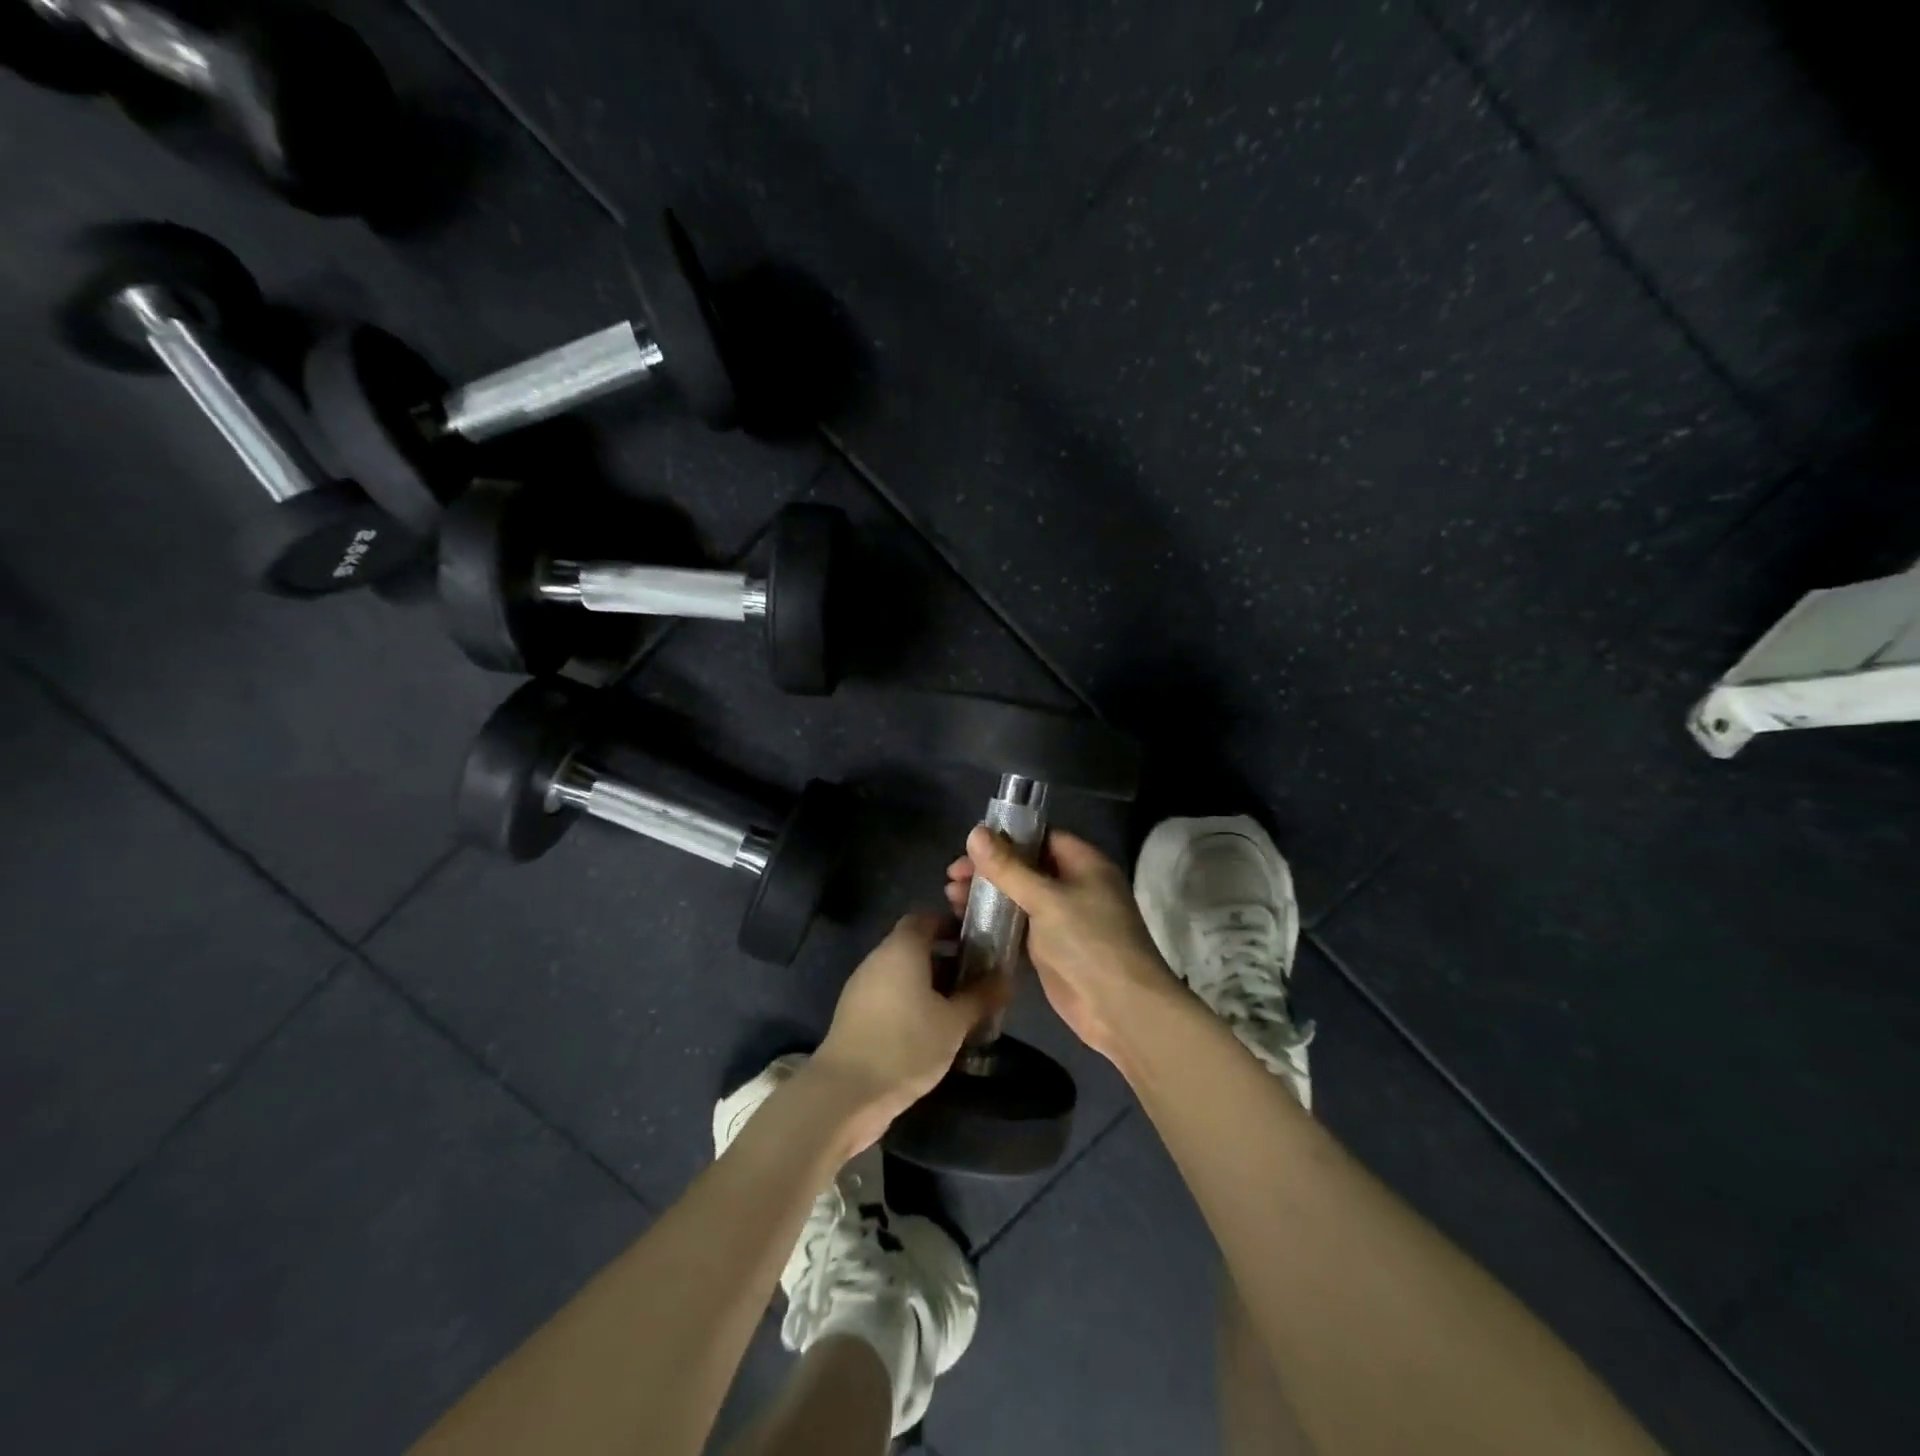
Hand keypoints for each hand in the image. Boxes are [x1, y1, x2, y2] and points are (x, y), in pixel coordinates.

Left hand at [811, 912, 1002, 1151]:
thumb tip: (1007, 978)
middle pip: (914, 946)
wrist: (846, 1092)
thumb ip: (981, 996)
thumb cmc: (906, 1045)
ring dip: (929, 984)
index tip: (978, 943)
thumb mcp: (954, 1022)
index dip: (952, 926)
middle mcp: (878, 959)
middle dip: (946, 959)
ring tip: (960, 1008)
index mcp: (901, 948)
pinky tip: (932, 1030)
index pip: (926, 918)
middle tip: (976, 979)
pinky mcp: (855, 1015)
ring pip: (902, 974)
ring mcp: (862, 987)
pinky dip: (911, 1003)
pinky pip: (890, 996)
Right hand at [946, 827, 1180, 1065]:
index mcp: (1084, 863)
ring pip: (1019, 899)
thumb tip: (976, 832)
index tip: (969, 846)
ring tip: (950, 899)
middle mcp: (1074, 886)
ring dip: (988, 897)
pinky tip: (965, 923)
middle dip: (990, 870)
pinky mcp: (1051, 950)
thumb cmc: (1089, 941)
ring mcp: (1063, 920)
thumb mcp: (1046, 899)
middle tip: (951, 877)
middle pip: (1026, 868)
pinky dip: (994, 924)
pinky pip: (1018, 928)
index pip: (1041, 838)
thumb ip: (1008, 867)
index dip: (1006, 838)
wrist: (1120, 1009)